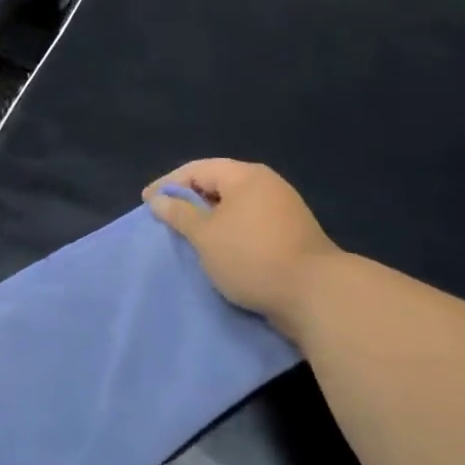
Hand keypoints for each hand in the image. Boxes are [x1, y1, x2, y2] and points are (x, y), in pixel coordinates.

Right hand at [144, 159, 342, 329]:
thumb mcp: (205, 235)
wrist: (317, 295)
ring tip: (190, 238)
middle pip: (218, 184)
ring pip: (235, 207)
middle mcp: (266, 184)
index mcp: (245, 175)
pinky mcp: (292, 234)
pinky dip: (231, 233)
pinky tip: (220, 251)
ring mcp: (283, 209)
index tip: (147, 203)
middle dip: (190, 201)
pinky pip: (251, 224)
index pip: (197, 169)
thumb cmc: (252, 256)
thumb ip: (179, 214)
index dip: (168, 184)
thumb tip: (158, 198)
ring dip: (210, 220)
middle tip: (167, 221)